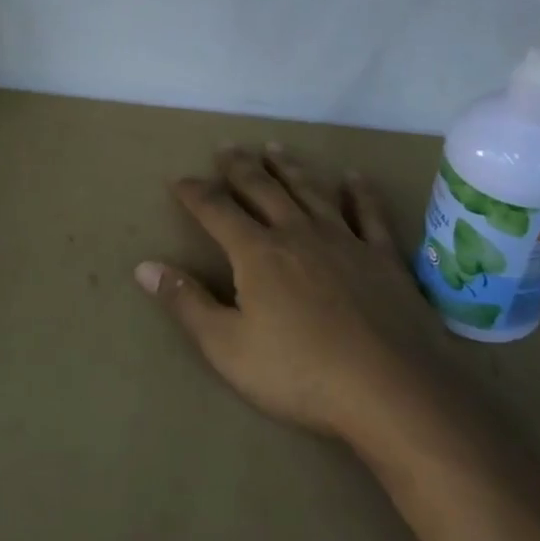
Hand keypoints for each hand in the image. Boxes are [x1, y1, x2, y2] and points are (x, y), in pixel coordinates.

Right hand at [136, 145, 441, 441]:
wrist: (394, 393)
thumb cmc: (301, 374)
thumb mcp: (227, 347)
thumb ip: (186, 303)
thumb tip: (145, 266)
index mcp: (257, 253)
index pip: (216, 210)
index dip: (195, 193)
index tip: (179, 180)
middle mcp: (298, 234)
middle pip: (263, 189)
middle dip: (240, 167)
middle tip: (227, 147)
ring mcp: (345, 242)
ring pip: (311, 191)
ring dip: (290, 167)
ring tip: (275, 147)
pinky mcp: (385, 259)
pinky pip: (369, 215)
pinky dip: (360, 193)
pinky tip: (354, 178)